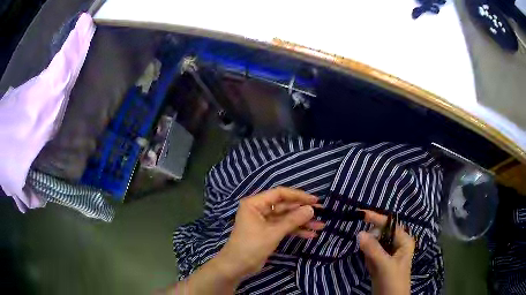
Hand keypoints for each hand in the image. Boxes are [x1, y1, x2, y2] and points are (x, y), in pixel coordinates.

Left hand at [215, 187, 323, 279]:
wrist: (236, 267)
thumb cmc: (251, 246)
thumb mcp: (273, 233)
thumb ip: (292, 220)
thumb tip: (311, 209)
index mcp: (255, 203)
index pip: (280, 194)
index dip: (298, 196)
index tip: (315, 200)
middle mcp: (259, 209)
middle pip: (285, 206)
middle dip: (302, 211)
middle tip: (322, 212)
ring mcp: (264, 221)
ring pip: (286, 218)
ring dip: (302, 222)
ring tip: (320, 226)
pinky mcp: (268, 232)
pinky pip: (284, 228)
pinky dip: (296, 231)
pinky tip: (310, 234)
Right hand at [358, 210, 414, 294]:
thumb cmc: (393, 281)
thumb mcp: (384, 265)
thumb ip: (373, 249)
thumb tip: (359, 233)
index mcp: (404, 241)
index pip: (390, 225)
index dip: (377, 218)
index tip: (361, 214)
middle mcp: (397, 245)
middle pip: (382, 233)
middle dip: (372, 236)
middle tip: (362, 241)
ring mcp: (388, 254)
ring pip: (375, 244)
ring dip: (369, 248)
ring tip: (370, 258)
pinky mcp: (381, 263)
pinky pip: (372, 254)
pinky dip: (367, 256)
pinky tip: (370, 266)